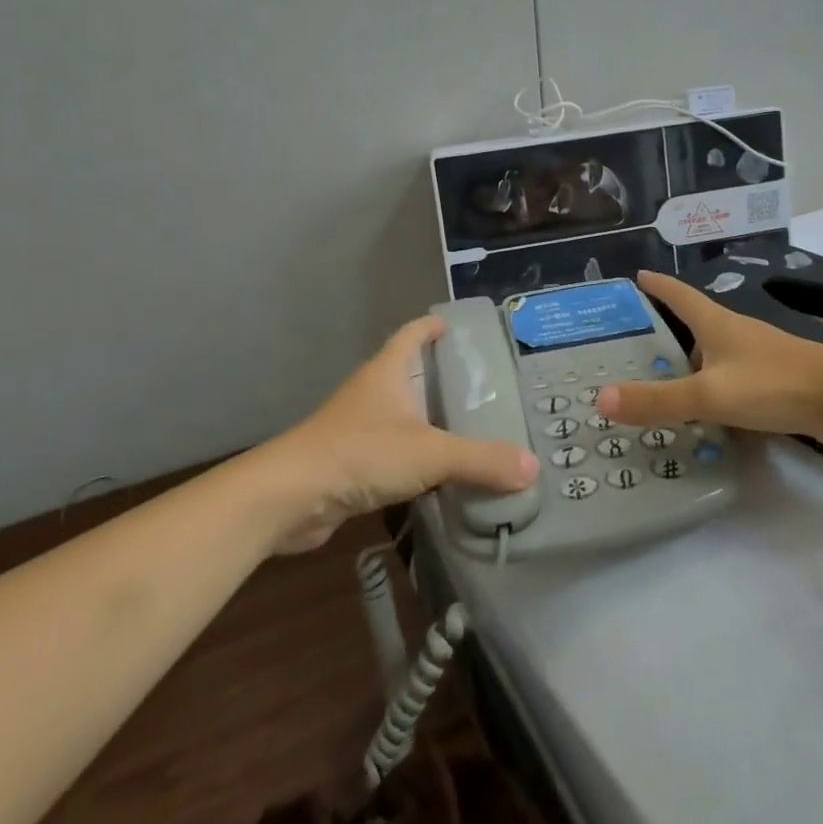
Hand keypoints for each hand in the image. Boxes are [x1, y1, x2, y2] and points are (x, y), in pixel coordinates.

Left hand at [259, 317, 539, 553]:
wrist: (290, 497)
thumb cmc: (361, 453)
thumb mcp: (431, 453)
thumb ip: (482, 459)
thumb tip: (532, 466)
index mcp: (387, 373)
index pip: (411, 335)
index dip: (431, 327)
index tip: (454, 326)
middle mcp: (371, 393)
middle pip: (407, 374)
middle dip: (439, 377)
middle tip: (482, 387)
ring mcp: (356, 428)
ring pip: (400, 416)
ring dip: (427, 420)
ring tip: (468, 429)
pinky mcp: (349, 463)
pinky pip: (391, 452)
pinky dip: (414, 457)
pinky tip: (438, 474)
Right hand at [598, 271, 822, 444]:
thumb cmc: (772, 384)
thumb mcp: (708, 394)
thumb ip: (658, 400)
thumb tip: (601, 399)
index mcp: (716, 324)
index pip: (679, 295)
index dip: (657, 285)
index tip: (637, 275)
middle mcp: (735, 334)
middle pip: (694, 325)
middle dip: (666, 331)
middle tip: (633, 345)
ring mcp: (757, 357)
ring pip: (713, 356)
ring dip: (690, 365)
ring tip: (661, 383)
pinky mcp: (774, 381)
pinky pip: (732, 380)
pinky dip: (713, 389)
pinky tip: (705, 411)